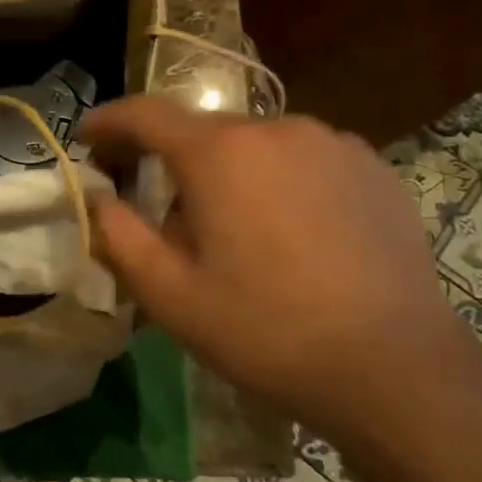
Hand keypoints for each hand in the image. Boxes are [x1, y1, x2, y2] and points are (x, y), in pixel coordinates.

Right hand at [78, 100, 473, 448]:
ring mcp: (332, 143)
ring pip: (253, 145)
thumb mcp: (168, 294)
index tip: (86, 137)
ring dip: (225, 172)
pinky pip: (301, 159)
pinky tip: (287, 231)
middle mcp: (275, 128)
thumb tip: (99, 197)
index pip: (145, 114)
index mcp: (218, 153)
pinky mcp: (372, 167)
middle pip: (201, 130)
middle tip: (152, 204)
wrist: (395, 368)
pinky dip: (275, 180)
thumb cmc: (264, 330)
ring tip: (227, 229)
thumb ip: (118, 235)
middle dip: (167, 157)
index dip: (108, 121)